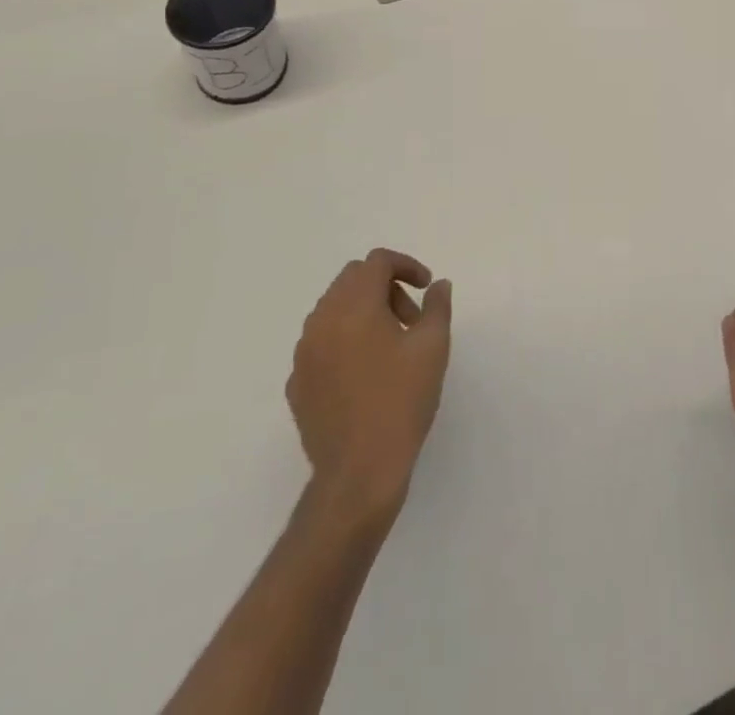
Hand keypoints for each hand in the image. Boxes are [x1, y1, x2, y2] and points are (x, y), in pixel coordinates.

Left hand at [287, 248, 453, 526]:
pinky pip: (321, 343)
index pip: (377, 262)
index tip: (426, 287)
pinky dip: (344, 341)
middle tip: (411, 318)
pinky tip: (365, 373)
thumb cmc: (401, 402)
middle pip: (352, 280)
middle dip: (385, 287)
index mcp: (354, 306)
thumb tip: (437, 285)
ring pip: (333, 309)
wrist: (358, 473)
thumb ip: (437, 306)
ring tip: (391, 347)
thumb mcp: (432, 348)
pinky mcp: (297, 382)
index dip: (406, 265)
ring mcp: (304, 352)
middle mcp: (322, 320)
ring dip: (363, 312)